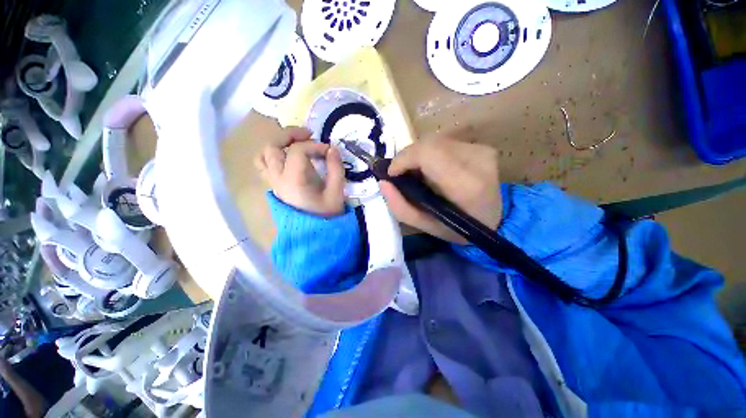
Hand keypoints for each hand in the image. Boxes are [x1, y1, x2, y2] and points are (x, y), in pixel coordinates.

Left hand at [255, 127, 345, 216]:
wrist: (315, 234)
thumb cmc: (327, 215)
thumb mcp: (336, 192)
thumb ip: (336, 168)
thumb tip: (332, 148)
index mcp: (293, 181)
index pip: (297, 151)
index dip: (315, 145)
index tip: (329, 151)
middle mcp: (278, 179)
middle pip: (272, 146)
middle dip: (290, 135)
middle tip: (309, 135)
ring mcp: (273, 183)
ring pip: (264, 155)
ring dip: (279, 144)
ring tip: (296, 144)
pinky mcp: (275, 187)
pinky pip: (265, 166)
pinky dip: (274, 156)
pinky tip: (288, 158)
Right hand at [380, 137, 501, 243]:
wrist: (495, 221)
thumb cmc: (458, 229)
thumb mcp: (425, 226)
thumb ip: (400, 206)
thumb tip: (383, 182)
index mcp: (465, 185)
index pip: (427, 153)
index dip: (404, 159)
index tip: (393, 174)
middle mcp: (477, 160)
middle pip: (429, 143)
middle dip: (408, 157)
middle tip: (402, 175)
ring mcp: (482, 150)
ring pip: (435, 141)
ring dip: (419, 156)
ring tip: (417, 174)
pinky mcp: (482, 147)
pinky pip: (445, 143)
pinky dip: (431, 154)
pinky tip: (433, 170)